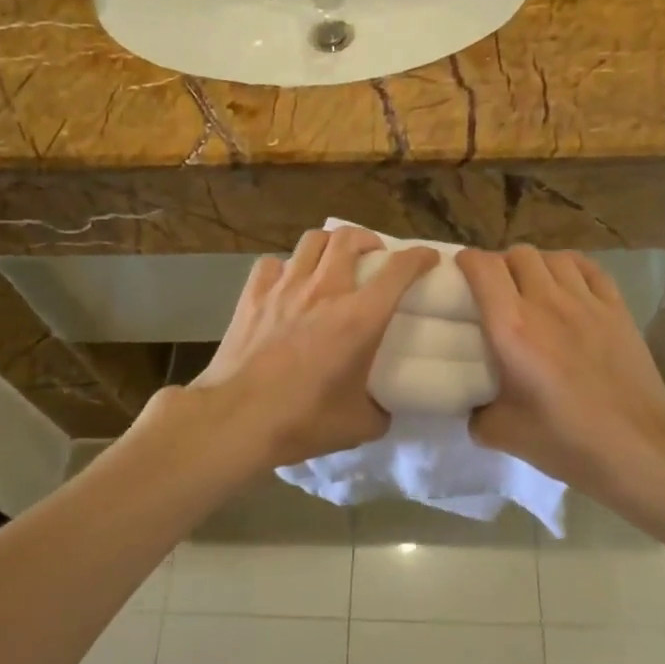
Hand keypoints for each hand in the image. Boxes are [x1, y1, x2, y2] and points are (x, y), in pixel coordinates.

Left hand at [188, 227, 438, 467]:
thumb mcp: (358, 425)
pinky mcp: (252, 295)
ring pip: (312, 241)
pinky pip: (272, 264)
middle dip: (368, 239)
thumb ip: (379, 411)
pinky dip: (284, 267)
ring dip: (329, 245)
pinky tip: (285, 284)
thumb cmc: (302, 420)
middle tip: (374, 255)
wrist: (236, 418)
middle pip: (349, 238)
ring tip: (332, 261)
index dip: (419, 257)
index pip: (399, 270)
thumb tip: (382, 407)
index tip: (428, 258)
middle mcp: (325, 290)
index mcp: (359, 317)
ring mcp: (285, 287)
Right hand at [456, 246, 664, 516]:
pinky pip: (588, 268)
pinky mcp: (617, 308)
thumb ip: (479, 414)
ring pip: (552, 257)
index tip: (460, 272)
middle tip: (495, 288)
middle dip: (500, 264)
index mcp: (512, 328)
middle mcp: (546, 302)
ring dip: (535, 265)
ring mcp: (586, 302)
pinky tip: (567, 284)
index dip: (467, 261)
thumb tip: (475, 407)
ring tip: (531, 286)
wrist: (640, 447)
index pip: (483, 268)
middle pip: (518, 254)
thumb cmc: (568, 441)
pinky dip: (570, 268)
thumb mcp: (504, 435)